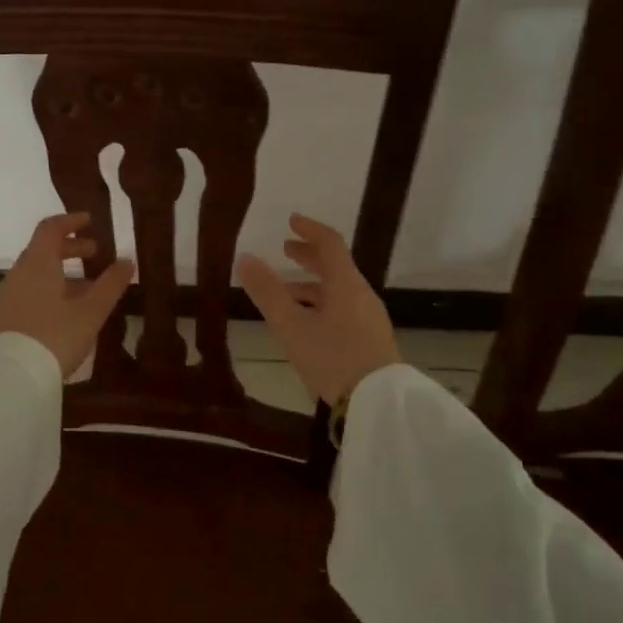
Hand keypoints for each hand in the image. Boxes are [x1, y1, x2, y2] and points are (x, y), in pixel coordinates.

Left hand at [0, 212, 135, 378]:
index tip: (90, 221)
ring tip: (88, 286)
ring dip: (62, 271)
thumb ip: (110, 284)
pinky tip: (68, 309)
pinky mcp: (6, 316)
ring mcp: (10, 295)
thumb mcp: (91, 311)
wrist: (13, 375)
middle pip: (43, 249)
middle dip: (70, 247)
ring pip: (37, 272)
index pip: (50, 228)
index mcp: (38, 263)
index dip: (70, 221)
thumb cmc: (56, 335)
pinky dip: (51, 288)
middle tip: (94, 253)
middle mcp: (20, 273)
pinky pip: (31, 290)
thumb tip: (127, 261)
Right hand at [237, 213, 400, 404]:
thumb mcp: (291, 326)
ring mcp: (369, 317)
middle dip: (310, 256)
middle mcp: (360, 294)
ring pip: (339, 289)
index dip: (309, 229)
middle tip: (287, 250)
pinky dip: (322, 302)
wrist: (378, 401)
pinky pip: (344, 307)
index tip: (291, 221)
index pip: (330, 243)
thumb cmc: (332, 357)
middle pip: (336, 266)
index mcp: (345, 284)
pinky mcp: (371, 337)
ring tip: (287, 292)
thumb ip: (267, 292)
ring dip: (313, 284)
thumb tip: (244, 257)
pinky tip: (307, 323)